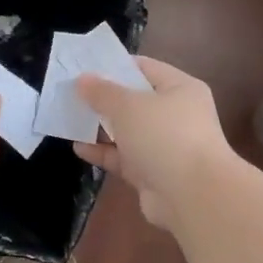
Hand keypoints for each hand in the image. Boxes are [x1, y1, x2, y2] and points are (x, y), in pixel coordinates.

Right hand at [73, 57, 233, 228]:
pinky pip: (124, 157)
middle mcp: (176, 115)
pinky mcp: (154, 174)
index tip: (85, 67)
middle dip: (103, 99)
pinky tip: (79, 148)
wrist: (193, 197)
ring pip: (127, 131)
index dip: (115, 66)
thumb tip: (82, 79)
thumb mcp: (128, 106)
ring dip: (100, 127)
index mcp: (180, 88)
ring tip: (69, 119)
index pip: (145, 68)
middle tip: (71, 94)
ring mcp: (166, 146)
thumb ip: (102, 92)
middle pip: (134, 101)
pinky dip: (103, 152)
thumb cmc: (165, 136)